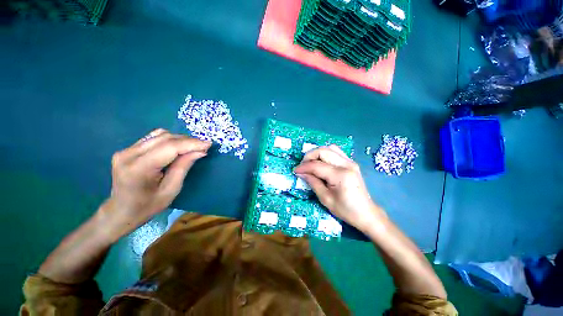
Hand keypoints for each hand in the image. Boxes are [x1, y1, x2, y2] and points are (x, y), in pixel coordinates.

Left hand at [99, 129, 210, 236]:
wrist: (120, 211)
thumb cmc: (147, 206)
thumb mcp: (171, 190)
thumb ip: (184, 167)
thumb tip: (200, 151)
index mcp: (139, 168)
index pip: (169, 147)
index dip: (191, 144)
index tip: (209, 144)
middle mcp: (129, 154)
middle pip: (165, 138)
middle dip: (188, 140)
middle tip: (204, 146)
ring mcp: (126, 150)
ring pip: (159, 135)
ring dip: (180, 139)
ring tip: (193, 147)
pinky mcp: (128, 149)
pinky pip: (153, 138)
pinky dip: (170, 140)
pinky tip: (178, 147)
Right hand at [294, 145, 385, 232]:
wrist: (366, 213)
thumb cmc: (346, 210)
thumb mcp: (325, 199)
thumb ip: (313, 182)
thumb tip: (301, 173)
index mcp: (340, 175)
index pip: (317, 165)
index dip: (303, 167)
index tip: (295, 171)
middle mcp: (347, 164)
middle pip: (323, 151)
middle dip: (309, 156)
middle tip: (302, 166)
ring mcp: (350, 162)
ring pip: (330, 148)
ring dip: (317, 153)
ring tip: (310, 163)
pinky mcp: (351, 163)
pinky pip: (336, 152)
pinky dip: (325, 154)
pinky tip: (321, 163)